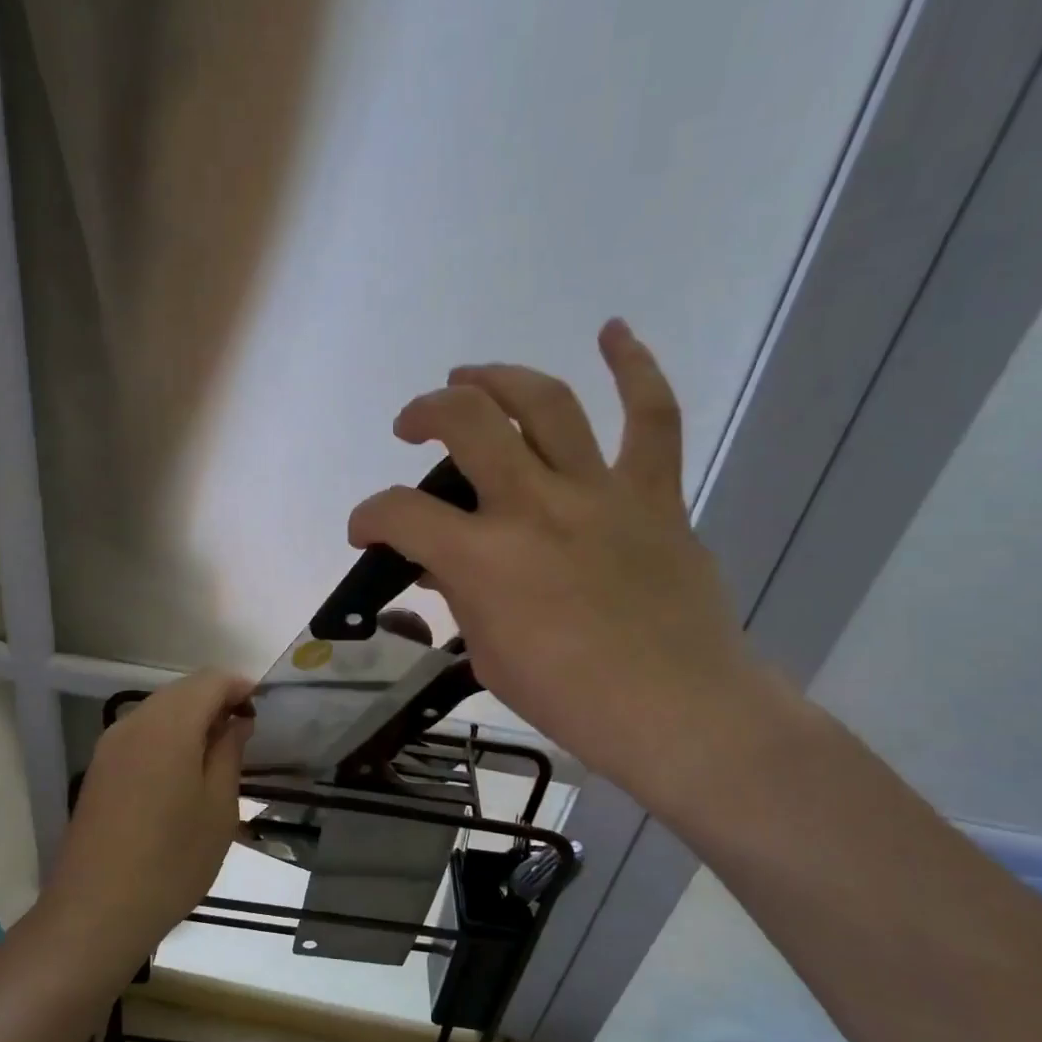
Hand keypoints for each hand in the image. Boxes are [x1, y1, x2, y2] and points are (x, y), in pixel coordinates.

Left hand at [45, 670, 253, 960]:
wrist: (96, 912)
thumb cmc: (172, 862)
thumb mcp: (218, 809)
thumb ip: (229, 753)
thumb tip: (237, 721)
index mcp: (168, 727)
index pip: (209, 680)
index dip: (240, 686)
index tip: (263, 709)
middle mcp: (134, 724)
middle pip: (182, 691)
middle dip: (216, 700)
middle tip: (246, 732)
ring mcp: (110, 746)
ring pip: (159, 710)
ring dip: (191, 718)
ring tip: (219, 753)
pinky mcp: (99, 769)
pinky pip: (141, 733)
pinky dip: (168, 736)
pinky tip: (184, 770)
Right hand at [349, 319, 771, 812]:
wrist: (676, 710)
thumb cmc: (570, 698)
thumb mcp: (489, 656)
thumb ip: (462, 599)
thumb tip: (447, 566)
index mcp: (484, 558)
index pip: (400, 513)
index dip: (368, 516)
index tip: (365, 531)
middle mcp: (534, 506)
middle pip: (467, 422)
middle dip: (425, 413)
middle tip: (413, 426)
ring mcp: (598, 492)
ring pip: (544, 403)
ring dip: (498, 378)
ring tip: (471, 378)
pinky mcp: (653, 495)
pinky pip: (651, 417)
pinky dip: (634, 367)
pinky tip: (613, 331)